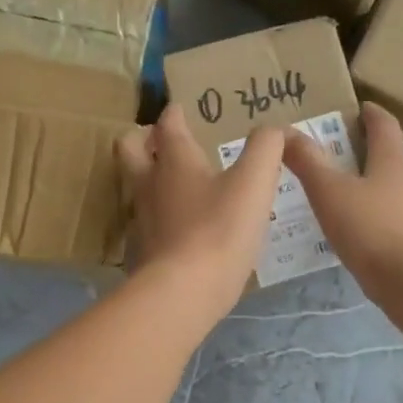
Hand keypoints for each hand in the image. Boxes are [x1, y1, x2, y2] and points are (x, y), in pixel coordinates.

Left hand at [116, 101, 284, 317]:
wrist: (183, 292)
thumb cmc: (220, 230)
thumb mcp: (255, 183)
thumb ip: (266, 149)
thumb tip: (272, 130)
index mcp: (174, 160)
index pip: (168, 124)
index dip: (175, 113)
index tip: (183, 109)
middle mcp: (150, 184)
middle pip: (129, 148)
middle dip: (142, 139)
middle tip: (163, 141)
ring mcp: (142, 219)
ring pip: (137, 186)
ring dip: (151, 177)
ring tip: (178, 183)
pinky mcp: (144, 251)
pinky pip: (148, 221)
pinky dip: (161, 214)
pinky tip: (184, 226)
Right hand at [284, 102, 402, 304]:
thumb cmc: (370, 229)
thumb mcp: (329, 193)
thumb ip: (308, 162)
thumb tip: (286, 132)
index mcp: (394, 159)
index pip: (384, 124)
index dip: (370, 113)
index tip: (357, 108)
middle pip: (391, 155)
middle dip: (367, 151)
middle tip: (338, 153)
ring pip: (394, 187)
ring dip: (373, 184)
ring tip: (343, 193)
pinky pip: (396, 215)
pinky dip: (377, 213)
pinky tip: (359, 228)